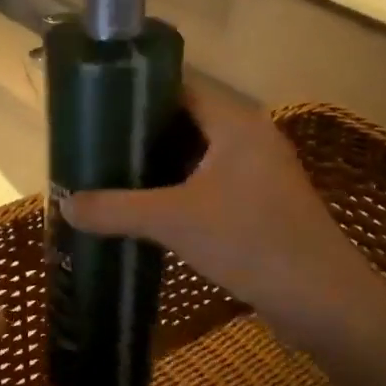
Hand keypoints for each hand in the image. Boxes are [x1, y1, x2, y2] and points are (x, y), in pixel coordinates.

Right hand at [62, 82, 367, 345]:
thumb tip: (65, 204)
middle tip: (94, 143)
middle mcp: (250, 136)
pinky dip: (179, 189)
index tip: (95, 105)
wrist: (320, 299)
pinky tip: (148, 207)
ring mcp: (260, 170)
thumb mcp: (172, 221)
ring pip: (198, 155)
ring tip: (111, 173)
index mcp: (235, 121)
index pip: (179, 85)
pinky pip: (210, 182)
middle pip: (186, 120)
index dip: (137, 91)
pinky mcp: (262, 202)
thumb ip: (115, 209)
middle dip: (141, 133)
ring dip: (159, 165)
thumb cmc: (248, 241)